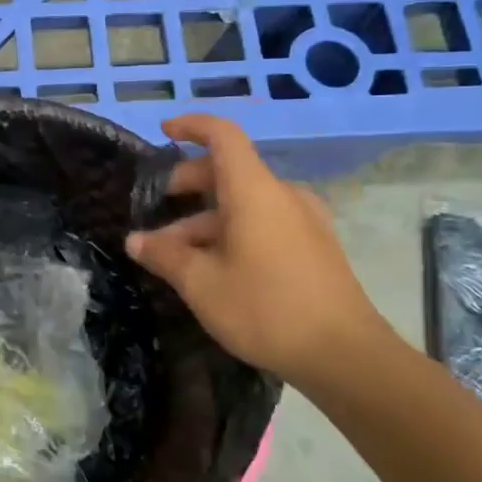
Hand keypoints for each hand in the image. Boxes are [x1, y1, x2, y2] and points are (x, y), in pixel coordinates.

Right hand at [126, 115, 389, 384]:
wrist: (345, 355)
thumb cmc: (265, 309)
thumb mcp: (201, 283)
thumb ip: (164, 255)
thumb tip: (136, 241)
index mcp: (254, 191)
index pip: (223, 136)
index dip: (191, 126)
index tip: (163, 131)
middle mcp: (282, 196)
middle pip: (229, 172)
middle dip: (188, 185)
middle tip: (156, 209)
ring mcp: (303, 221)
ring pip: (244, 203)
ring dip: (205, 219)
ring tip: (175, 255)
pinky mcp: (314, 246)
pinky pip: (264, 222)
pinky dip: (232, 231)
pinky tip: (213, 267)